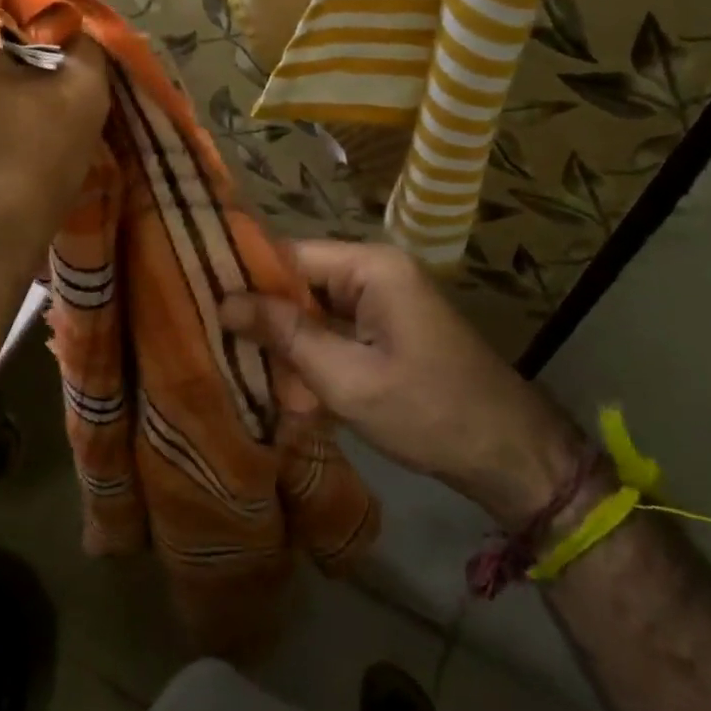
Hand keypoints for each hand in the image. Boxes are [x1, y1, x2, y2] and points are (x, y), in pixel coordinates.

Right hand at [221, 240, 585, 528]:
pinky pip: (334, 329)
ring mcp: (384, 300)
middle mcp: (375, 271)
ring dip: (285, 342)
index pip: (288, 254)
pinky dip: (311, 355)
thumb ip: (284, 335)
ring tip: (245, 368)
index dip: (244, 276)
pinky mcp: (387, 328)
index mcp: (370, 267)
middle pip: (298, 280)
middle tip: (218, 344)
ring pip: (312, 309)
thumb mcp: (346, 378)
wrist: (510, 455)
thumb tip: (225, 301)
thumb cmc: (428, 412)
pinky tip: (287, 386)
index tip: (199, 299)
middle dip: (263, 316)